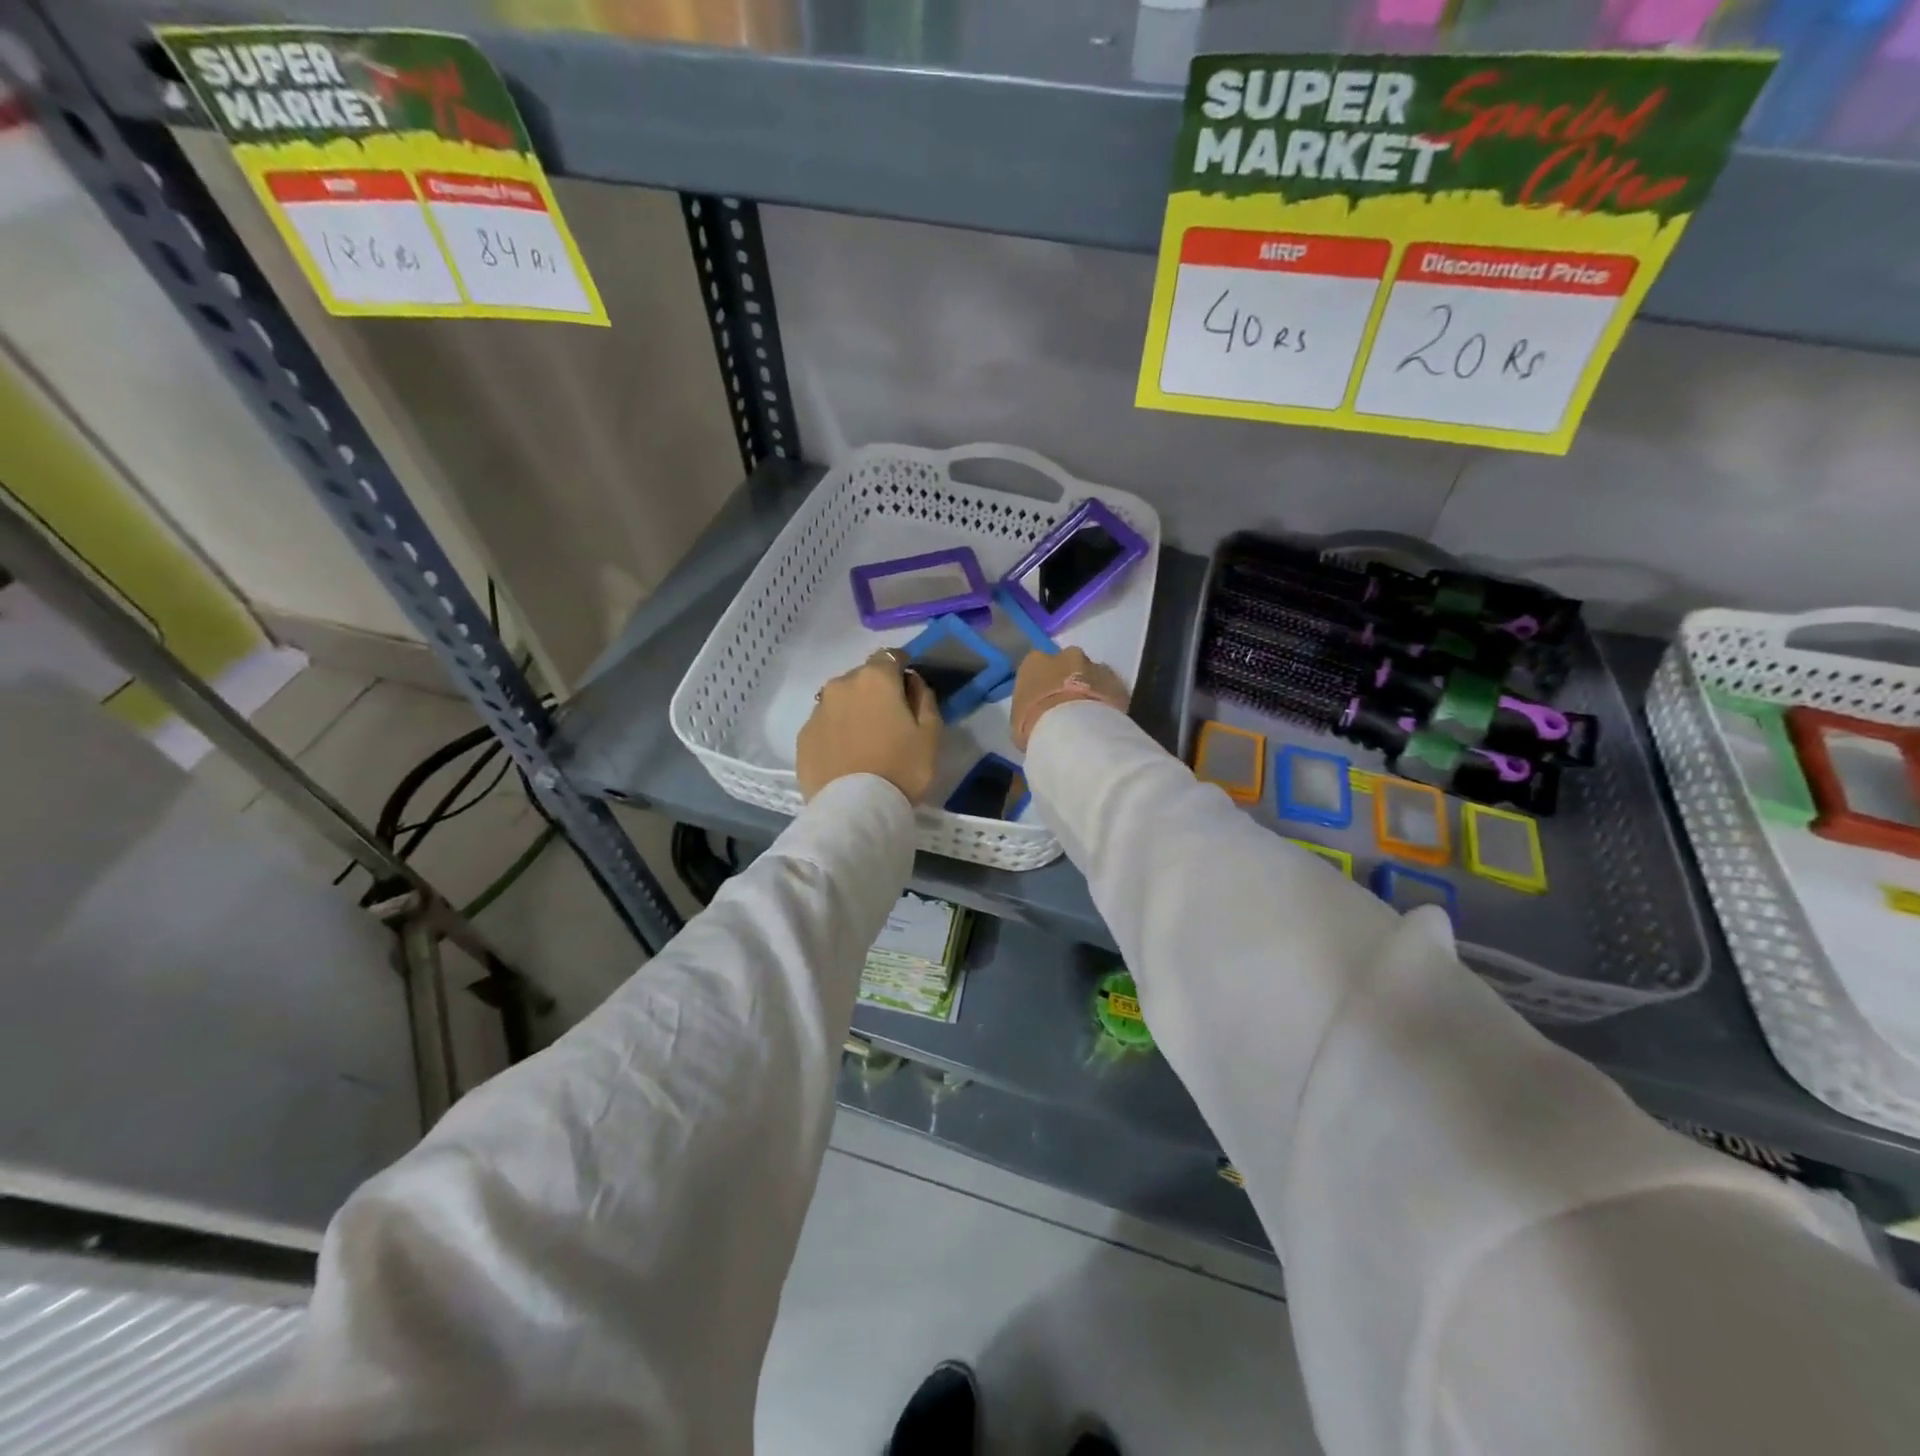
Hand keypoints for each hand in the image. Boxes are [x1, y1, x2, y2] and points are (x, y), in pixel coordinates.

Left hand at [797, 650, 942, 803]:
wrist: (855, 809)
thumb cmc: (902, 768)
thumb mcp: (931, 734)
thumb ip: (924, 699)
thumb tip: (912, 682)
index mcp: (875, 678)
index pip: (890, 656)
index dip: (901, 668)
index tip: (908, 687)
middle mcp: (841, 685)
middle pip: (863, 678)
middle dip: (876, 690)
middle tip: (889, 719)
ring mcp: (817, 710)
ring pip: (840, 701)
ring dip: (853, 710)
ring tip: (865, 740)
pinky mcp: (803, 737)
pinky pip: (825, 724)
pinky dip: (836, 731)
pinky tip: (846, 755)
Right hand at [1010, 647, 1128, 751]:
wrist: (1072, 730)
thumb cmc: (1034, 725)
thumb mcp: (1018, 721)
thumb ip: (1028, 710)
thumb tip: (1036, 717)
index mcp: (1034, 662)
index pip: (1038, 666)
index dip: (1043, 683)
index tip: (1044, 700)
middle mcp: (1065, 655)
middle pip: (1068, 664)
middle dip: (1069, 679)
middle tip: (1069, 706)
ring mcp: (1094, 666)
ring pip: (1093, 674)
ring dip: (1091, 688)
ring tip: (1090, 715)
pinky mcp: (1118, 681)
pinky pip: (1112, 689)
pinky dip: (1109, 700)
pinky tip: (1105, 720)